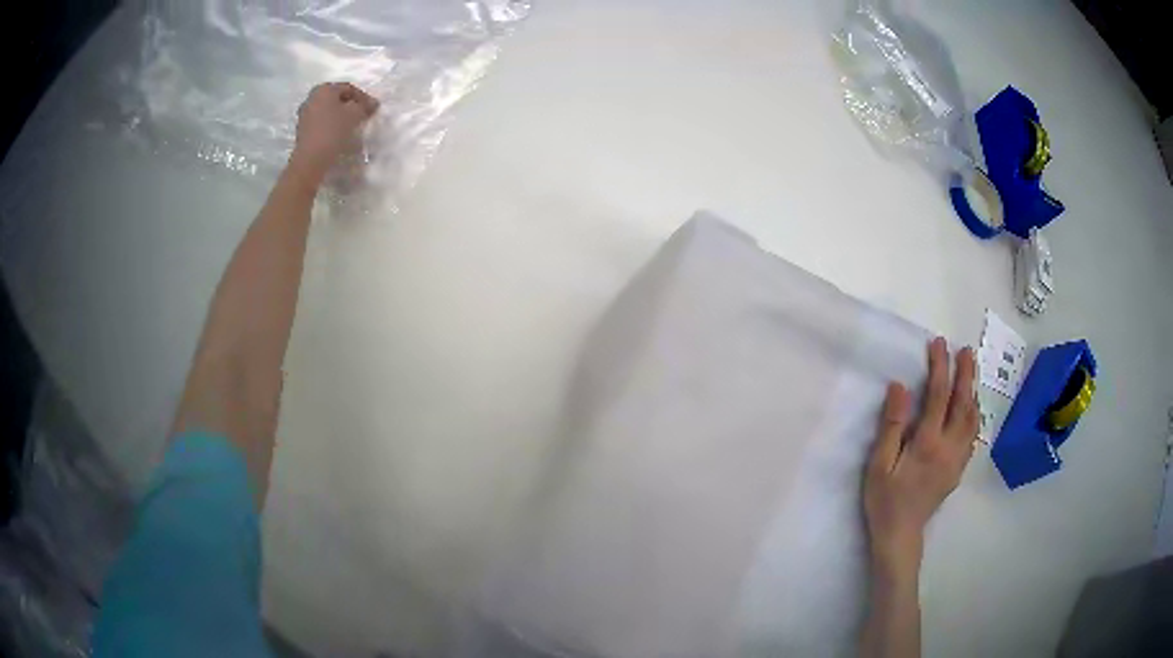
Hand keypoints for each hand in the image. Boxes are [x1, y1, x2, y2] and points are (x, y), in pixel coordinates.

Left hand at [289, 82, 379, 184]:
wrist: (311, 159)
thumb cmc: (333, 130)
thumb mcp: (354, 115)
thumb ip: (365, 106)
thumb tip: (373, 103)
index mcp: (324, 89)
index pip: (348, 88)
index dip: (363, 97)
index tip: (372, 108)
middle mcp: (311, 97)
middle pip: (336, 98)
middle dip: (350, 105)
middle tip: (362, 114)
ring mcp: (304, 114)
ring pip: (328, 110)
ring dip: (340, 115)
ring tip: (352, 125)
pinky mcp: (302, 129)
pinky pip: (321, 121)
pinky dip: (331, 123)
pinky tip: (339, 132)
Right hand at [864, 337, 978, 577]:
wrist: (900, 535)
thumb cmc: (884, 500)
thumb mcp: (879, 464)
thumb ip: (892, 425)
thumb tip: (900, 387)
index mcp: (928, 443)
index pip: (938, 395)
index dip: (940, 367)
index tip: (938, 344)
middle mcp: (949, 447)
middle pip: (963, 403)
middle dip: (965, 374)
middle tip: (966, 351)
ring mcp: (957, 459)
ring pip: (973, 419)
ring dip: (973, 392)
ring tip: (971, 374)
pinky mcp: (958, 470)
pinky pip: (972, 436)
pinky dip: (974, 416)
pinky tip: (971, 410)